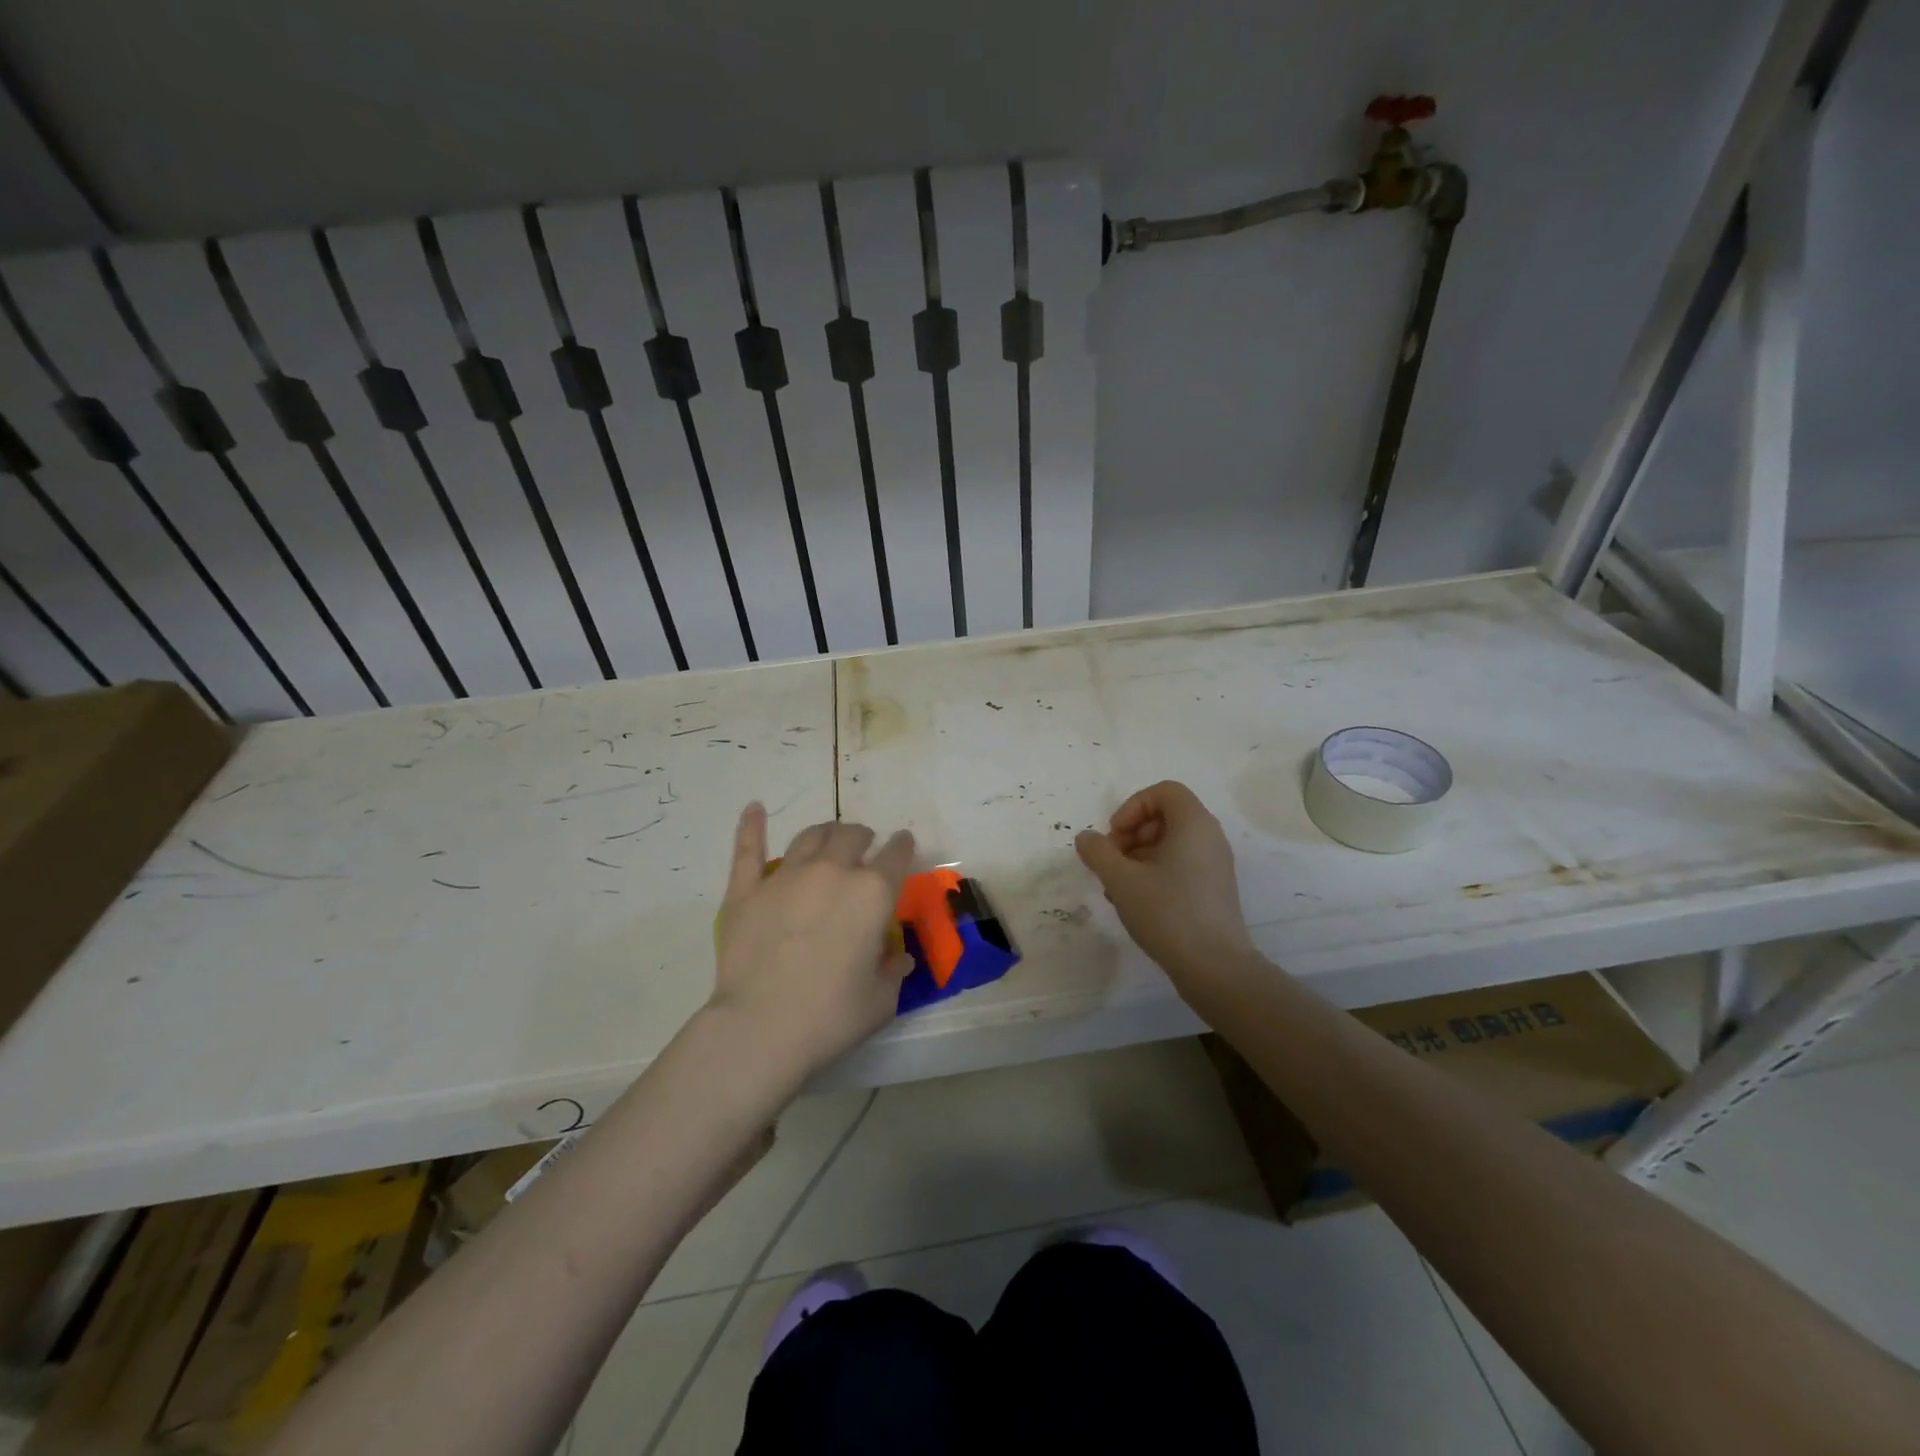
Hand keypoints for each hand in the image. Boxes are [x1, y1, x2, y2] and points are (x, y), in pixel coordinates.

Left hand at [711, 803, 915, 1079]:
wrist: (761, 1028)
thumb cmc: (831, 1017)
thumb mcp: (881, 1000)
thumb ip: (894, 972)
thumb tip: (899, 960)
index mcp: (872, 894)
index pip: (896, 856)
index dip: (903, 846)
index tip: (904, 842)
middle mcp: (832, 872)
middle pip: (851, 836)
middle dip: (862, 836)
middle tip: (863, 844)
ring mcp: (786, 877)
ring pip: (810, 837)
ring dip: (825, 832)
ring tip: (827, 836)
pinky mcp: (747, 890)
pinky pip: (749, 850)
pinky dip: (752, 826)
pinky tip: (754, 808)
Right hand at [1075, 781, 1258, 994]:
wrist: (1214, 967)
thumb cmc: (1168, 912)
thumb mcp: (1122, 879)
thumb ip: (1098, 852)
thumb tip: (1087, 838)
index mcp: (1194, 824)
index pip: (1163, 791)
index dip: (1132, 806)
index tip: (1115, 836)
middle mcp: (1209, 838)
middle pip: (1165, 816)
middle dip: (1131, 834)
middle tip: (1112, 862)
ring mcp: (1214, 865)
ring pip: (1169, 844)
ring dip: (1137, 857)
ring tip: (1116, 887)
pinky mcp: (1213, 890)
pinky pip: (1180, 865)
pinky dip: (1154, 873)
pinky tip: (1134, 902)